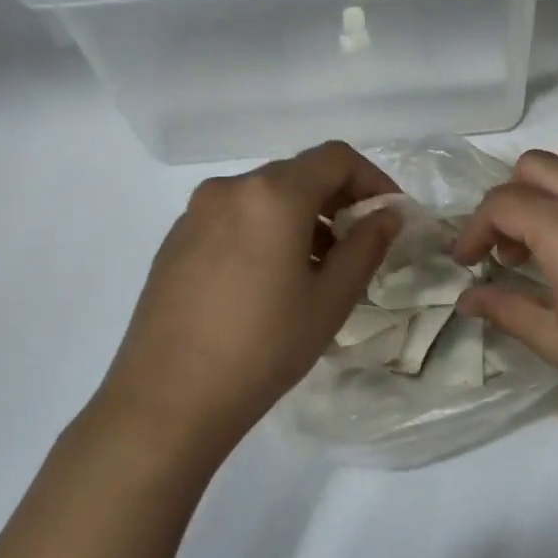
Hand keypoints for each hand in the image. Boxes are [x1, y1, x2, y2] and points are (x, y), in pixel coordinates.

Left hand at [92, 142, 401, 465]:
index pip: (335, 158)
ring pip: (264, 197)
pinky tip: (269, 281)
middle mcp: (230, 189)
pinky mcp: (175, 240)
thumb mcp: (330, 299)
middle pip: (298, 174)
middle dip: (337, 200)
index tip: (389, 214)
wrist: (168, 398)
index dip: (372, 178)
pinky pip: (234, 218)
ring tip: (316, 270)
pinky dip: (265, 231)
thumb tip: (387, 215)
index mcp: (272, 195)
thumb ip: (366, 246)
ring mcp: (196, 213)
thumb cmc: (263, 347)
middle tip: (359, 245)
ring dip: (302, 218)